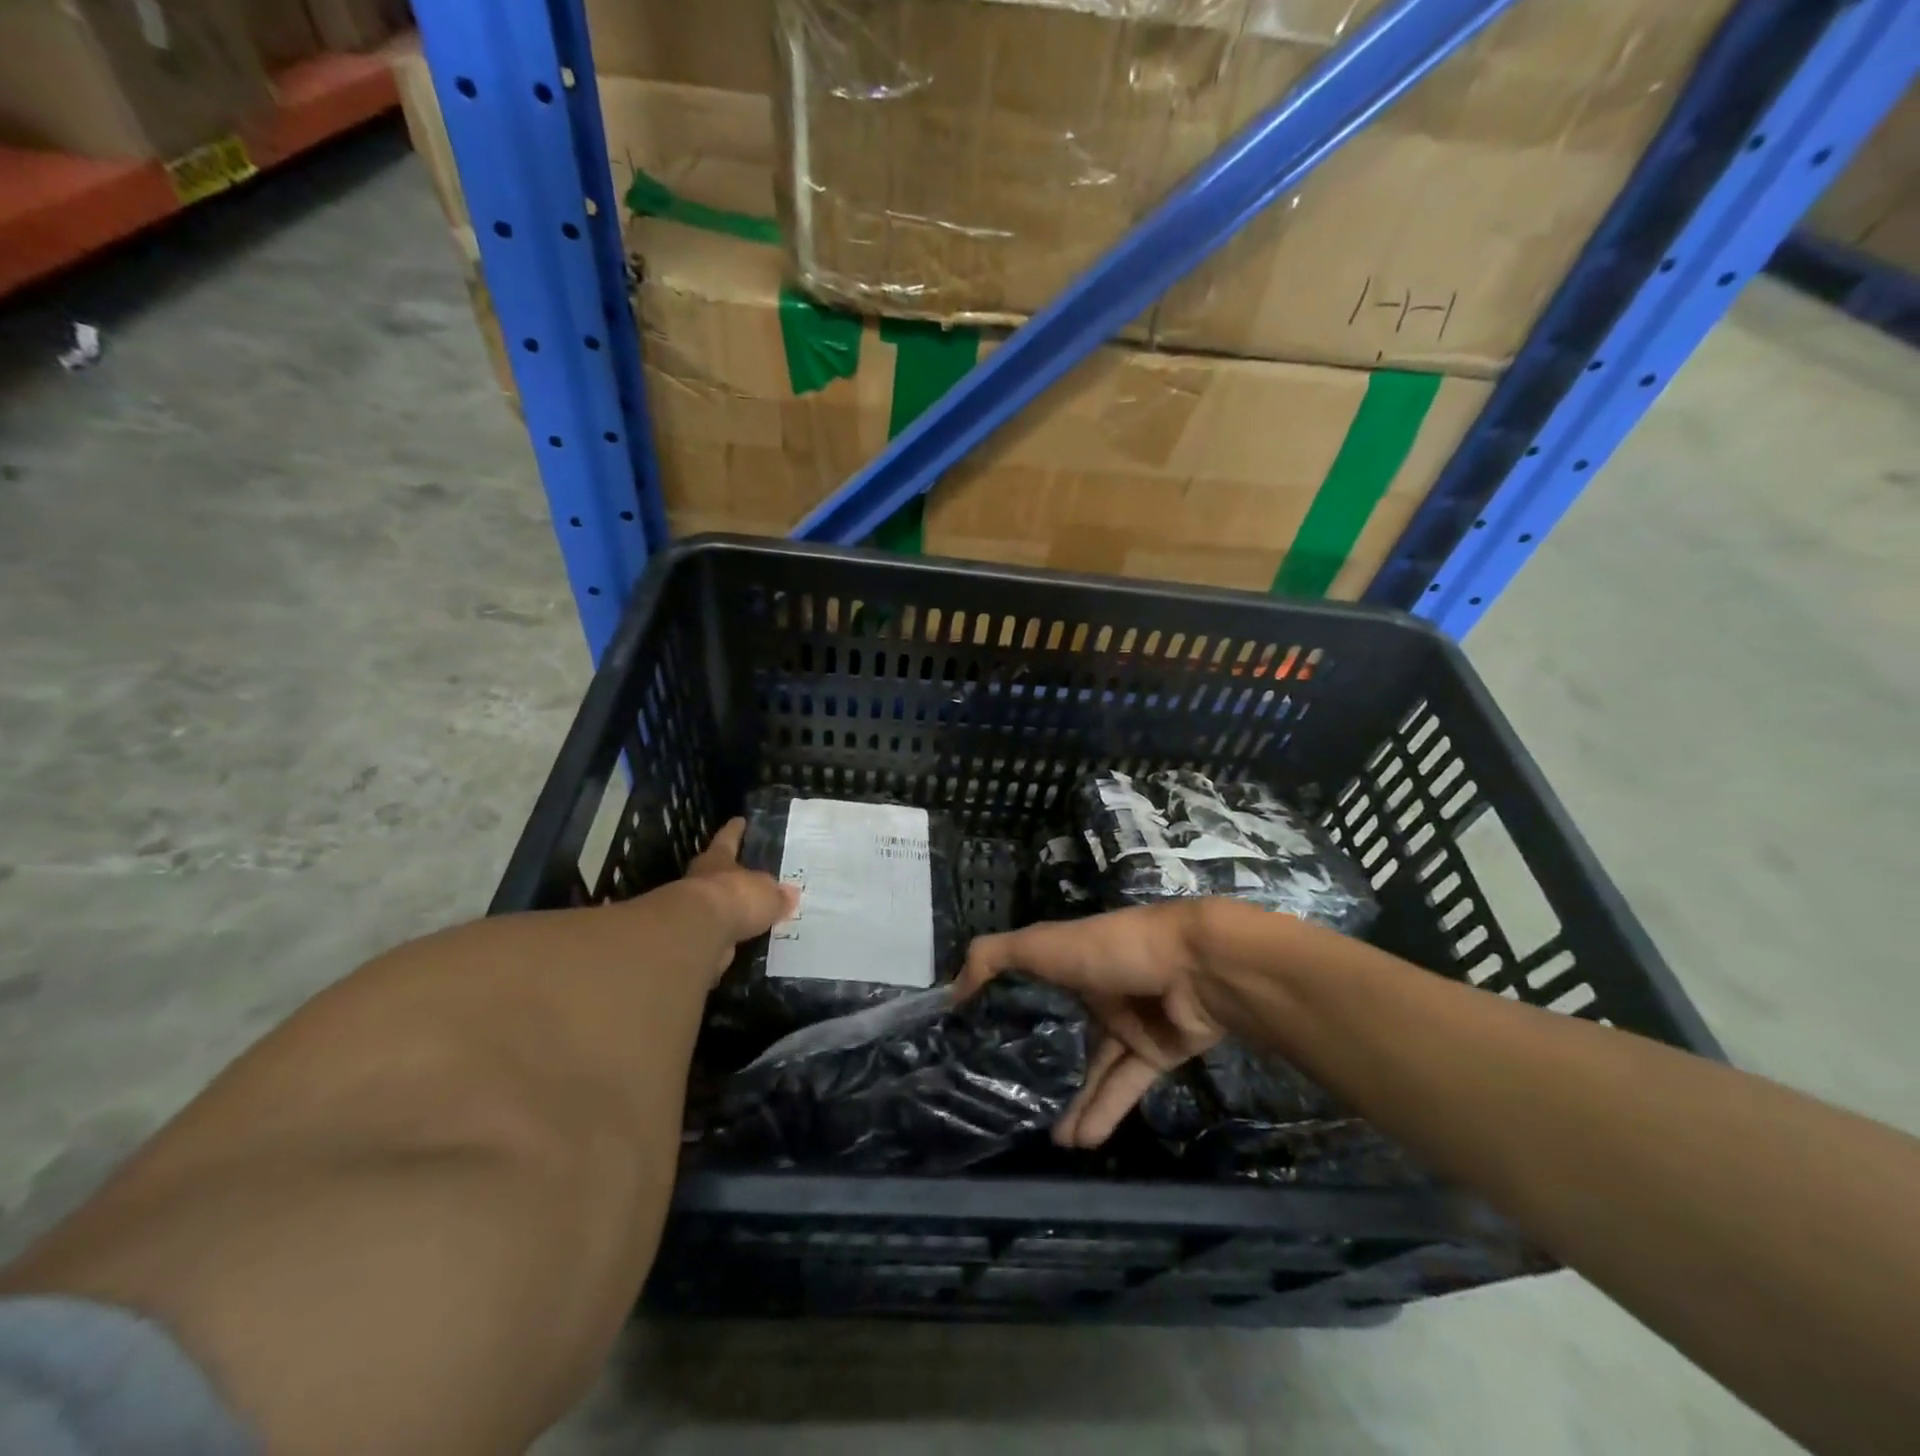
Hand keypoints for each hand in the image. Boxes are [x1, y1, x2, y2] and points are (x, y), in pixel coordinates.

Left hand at [674, 818, 799, 984]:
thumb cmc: (735, 897)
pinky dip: (727, 935)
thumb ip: (777, 895)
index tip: (738, 820)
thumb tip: (790, 894)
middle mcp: (702, 880)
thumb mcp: (767, 893)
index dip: (734, 831)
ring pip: (715, 904)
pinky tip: (743, 940)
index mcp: (718, 860)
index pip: (728, 839)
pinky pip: (716, 932)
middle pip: (715, 871)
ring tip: (750, 914)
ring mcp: (694, 910)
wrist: (699, 933)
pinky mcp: (694, 937)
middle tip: (742, 872)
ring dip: (728, 908)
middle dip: (727, 872)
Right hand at [956, 903, 1225, 1148]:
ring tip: (1050, 1138)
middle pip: (1067, 1034)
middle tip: (1015, 1103)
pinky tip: (1079, 1142)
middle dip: (1045, 1068)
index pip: (1036, 986)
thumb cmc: (1113, 949)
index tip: (982, 1041)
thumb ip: (993, 958)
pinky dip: (1104, 1111)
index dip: (1012, 1010)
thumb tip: (952, 990)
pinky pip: (1125, 1085)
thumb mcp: (1043, 944)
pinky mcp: (1157, 1052)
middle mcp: (1100, 991)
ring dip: (1075, 1102)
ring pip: (1096, 1068)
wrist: (1197, 968)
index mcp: (1073, 961)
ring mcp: (1131, 1024)